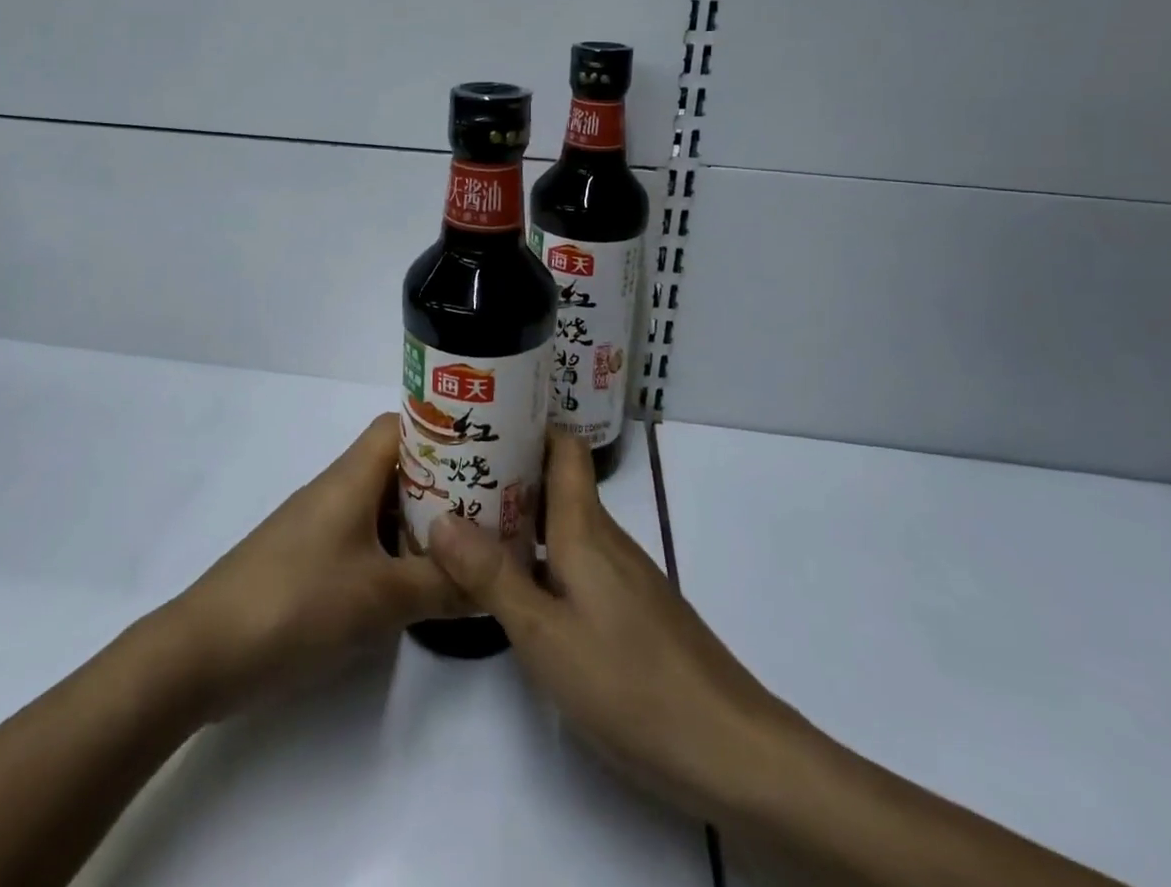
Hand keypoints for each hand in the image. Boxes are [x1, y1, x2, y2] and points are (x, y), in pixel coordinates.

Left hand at [161, 413, 462, 719]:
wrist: (203, 652)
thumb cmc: (297, 603)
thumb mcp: (381, 598)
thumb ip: (441, 587)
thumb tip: (492, 583)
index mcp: (351, 477)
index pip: (401, 425)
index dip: (442, 430)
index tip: (483, 450)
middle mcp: (336, 490)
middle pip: (397, 466)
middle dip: (443, 481)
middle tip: (490, 505)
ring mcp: (319, 526)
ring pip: (381, 506)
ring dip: (419, 520)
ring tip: (466, 545)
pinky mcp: (308, 561)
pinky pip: (363, 539)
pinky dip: (393, 550)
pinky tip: (416, 582)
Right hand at [427, 431, 810, 823]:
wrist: (730, 750)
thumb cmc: (630, 682)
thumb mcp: (544, 634)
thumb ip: (492, 576)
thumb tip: (440, 518)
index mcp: (585, 529)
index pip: (563, 447)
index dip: (527, 425)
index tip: (482, 420)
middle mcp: (604, 539)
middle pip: (556, 483)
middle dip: (507, 473)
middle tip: (451, 476)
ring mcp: (621, 575)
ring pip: (564, 525)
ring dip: (520, 518)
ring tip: (468, 524)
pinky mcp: (630, 609)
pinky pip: (576, 560)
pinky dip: (541, 557)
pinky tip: (516, 586)